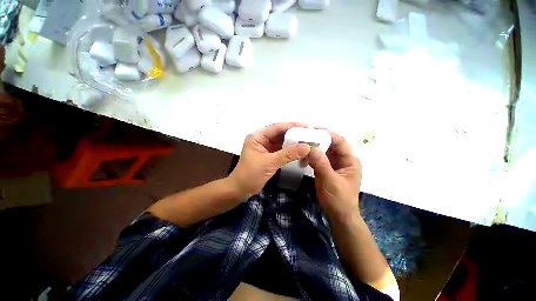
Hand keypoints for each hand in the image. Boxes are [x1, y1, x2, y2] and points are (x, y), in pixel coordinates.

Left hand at [228, 123, 311, 198]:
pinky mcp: (269, 156)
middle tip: (309, 134)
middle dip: (294, 134)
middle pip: (280, 134)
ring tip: (308, 141)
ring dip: (293, 143)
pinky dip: (290, 151)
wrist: (241, 190)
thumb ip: (288, 154)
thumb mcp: (269, 162)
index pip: (276, 128)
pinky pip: (282, 151)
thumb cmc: (251, 174)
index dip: (292, 126)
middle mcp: (262, 140)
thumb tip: (307, 147)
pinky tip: (300, 151)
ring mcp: (266, 148)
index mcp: (258, 137)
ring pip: (282, 143)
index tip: (306, 126)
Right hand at [308, 129, 361, 222]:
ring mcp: (333, 165)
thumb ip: (321, 164)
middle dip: (318, 141)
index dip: (328, 134)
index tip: (314, 129)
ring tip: (301, 146)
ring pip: (323, 152)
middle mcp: (342, 160)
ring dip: (313, 149)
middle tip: (304, 137)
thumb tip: (311, 148)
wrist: (339, 215)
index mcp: (350, 161)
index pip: (340, 142)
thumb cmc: (339, 199)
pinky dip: (311, 158)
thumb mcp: (331, 181)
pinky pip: (318, 160)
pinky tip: (303, 158)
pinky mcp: (326, 169)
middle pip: (330, 145)